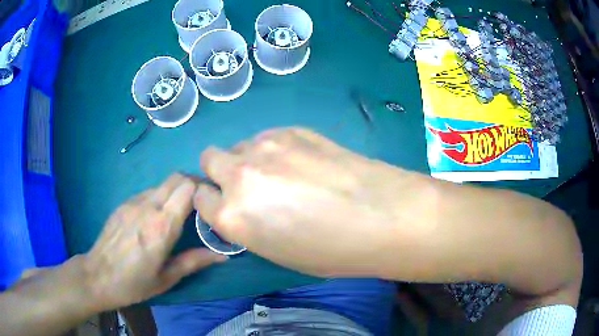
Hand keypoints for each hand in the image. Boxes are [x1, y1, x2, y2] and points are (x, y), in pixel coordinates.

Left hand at [85, 174, 226, 310]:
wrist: (98, 276)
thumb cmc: (134, 283)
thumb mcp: (166, 278)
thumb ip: (194, 261)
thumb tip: (223, 255)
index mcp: (162, 226)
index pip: (188, 188)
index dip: (203, 190)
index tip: (212, 203)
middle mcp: (148, 206)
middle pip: (177, 178)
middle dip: (193, 185)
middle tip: (200, 205)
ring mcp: (133, 202)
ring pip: (162, 184)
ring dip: (176, 192)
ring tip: (179, 213)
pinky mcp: (124, 203)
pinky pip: (148, 192)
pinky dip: (159, 198)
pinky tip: (155, 218)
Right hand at [195, 128, 416, 277]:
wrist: (380, 216)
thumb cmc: (331, 251)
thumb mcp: (278, 252)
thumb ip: (248, 226)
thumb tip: (242, 207)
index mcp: (232, 217)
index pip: (200, 198)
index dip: (212, 202)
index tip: (227, 204)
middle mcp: (238, 177)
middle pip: (209, 159)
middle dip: (221, 172)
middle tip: (250, 184)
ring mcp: (264, 147)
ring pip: (239, 145)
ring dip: (250, 158)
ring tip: (284, 172)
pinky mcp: (290, 129)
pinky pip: (267, 137)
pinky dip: (274, 148)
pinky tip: (304, 160)